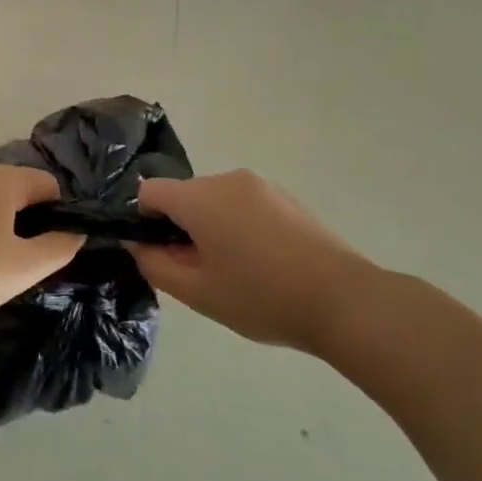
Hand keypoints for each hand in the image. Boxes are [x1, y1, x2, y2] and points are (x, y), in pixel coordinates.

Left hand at [0, 164, 82, 341]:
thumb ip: (60, 246)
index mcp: (1, 179)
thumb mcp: (24, 267)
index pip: (49, 184)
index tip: (51, 251)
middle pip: (19, 190)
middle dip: (31, 222)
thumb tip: (76, 232)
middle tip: (26, 264)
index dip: (59, 215)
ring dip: (3, 228)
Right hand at [129, 170, 387, 357]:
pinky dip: (237, 226)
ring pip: (214, 200)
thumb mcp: (198, 292)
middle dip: (179, 227)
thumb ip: (155, 264)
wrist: (344, 300)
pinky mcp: (285, 197)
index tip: (158, 254)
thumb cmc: (261, 298)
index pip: (148, 192)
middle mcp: (226, 180)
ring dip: (209, 227)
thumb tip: (137, 244)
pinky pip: (242, 204)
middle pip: (183, 195)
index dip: (142, 221)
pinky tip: (260, 263)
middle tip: (197, 272)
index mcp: (199, 198)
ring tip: (233, 271)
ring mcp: (260, 186)